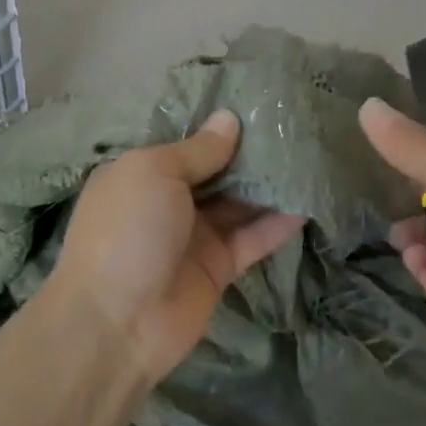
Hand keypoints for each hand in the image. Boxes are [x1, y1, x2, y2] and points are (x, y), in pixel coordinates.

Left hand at [48, 110, 305, 383]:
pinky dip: (279, 223)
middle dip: (249, 152)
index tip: (258, 103)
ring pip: (239, 203)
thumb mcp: (155, 172)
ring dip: (269, 184)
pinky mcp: (219, 267)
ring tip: (309, 155)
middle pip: (217, 171)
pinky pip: (254, 238)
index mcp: (143, 172)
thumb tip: (229, 119)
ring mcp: (194, 235)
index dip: (218, 125)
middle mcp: (168, 200)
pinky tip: (309, 201)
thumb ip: (197, 150)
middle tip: (294, 124)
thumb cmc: (127, 229)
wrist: (116, 323)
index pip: (186, 142)